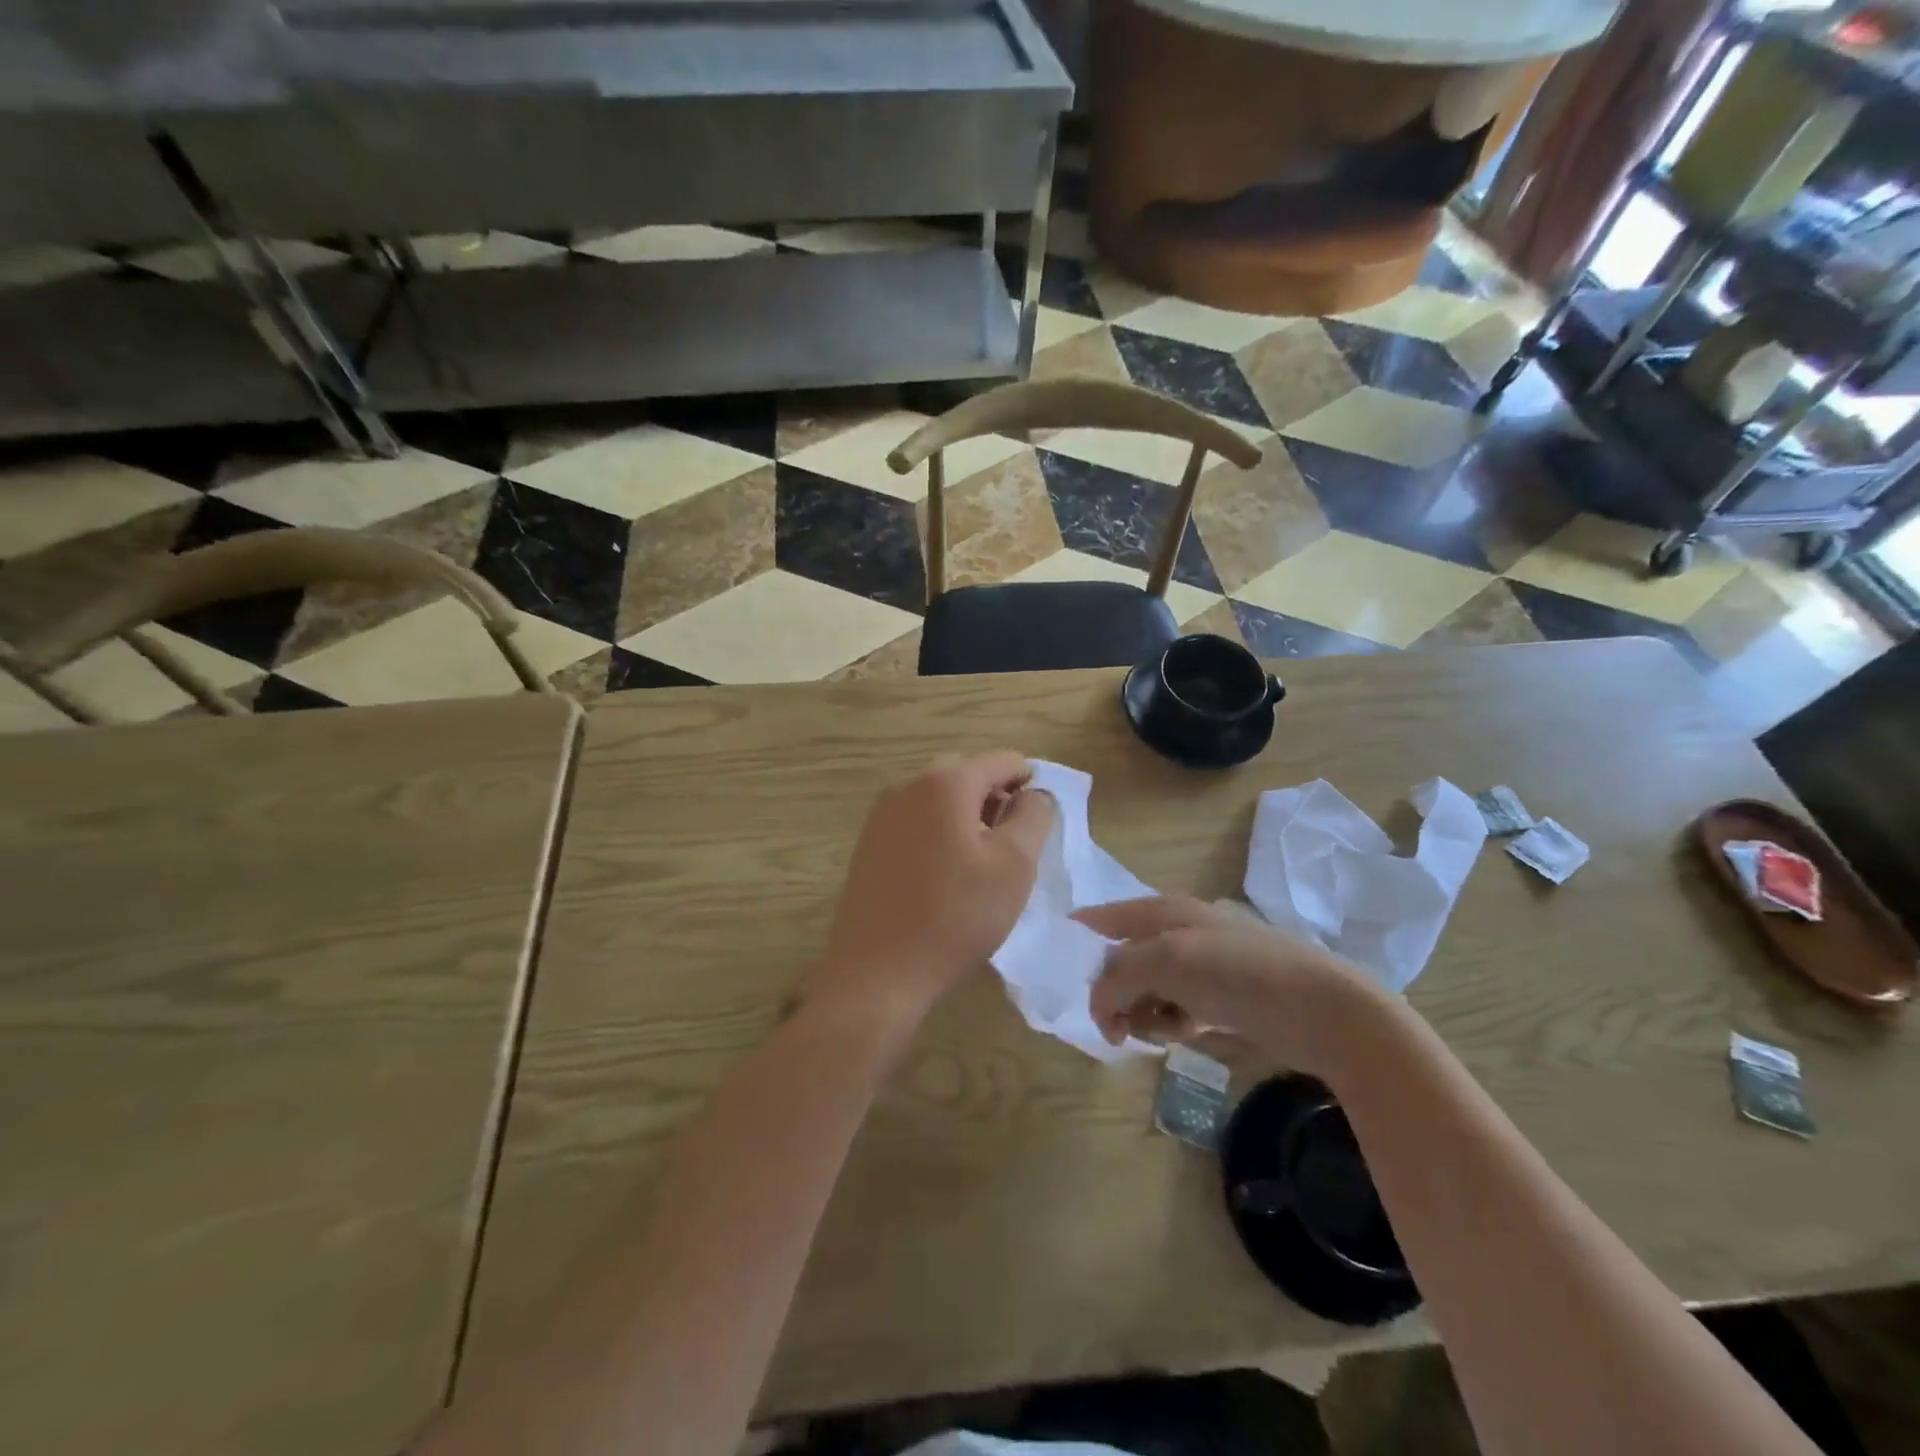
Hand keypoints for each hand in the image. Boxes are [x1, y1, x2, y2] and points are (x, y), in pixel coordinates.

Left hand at [812, 751, 1053, 1024]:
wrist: (879, 970)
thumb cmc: (957, 915)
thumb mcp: (1015, 865)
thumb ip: (1033, 816)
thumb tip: (1033, 792)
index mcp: (946, 782)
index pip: (1002, 760)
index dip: (1029, 782)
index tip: (1039, 821)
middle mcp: (908, 786)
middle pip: (967, 774)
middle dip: (995, 798)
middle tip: (1011, 844)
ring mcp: (882, 814)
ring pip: (939, 798)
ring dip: (966, 816)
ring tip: (980, 863)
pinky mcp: (869, 843)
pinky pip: (916, 821)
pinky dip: (939, 833)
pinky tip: (945, 875)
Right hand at [1075, 896, 1387, 1077]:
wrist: (1321, 1010)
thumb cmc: (1238, 973)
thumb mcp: (1166, 960)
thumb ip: (1118, 975)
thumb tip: (1098, 1004)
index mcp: (1162, 910)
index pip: (1102, 918)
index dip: (1077, 940)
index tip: (1059, 975)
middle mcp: (1176, 932)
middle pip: (1120, 961)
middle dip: (1114, 992)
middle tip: (1117, 1024)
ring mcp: (1199, 965)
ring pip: (1144, 989)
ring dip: (1143, 1012)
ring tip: (1165, 1029)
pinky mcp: (1218, 997)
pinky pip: (1173, 1009)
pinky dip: (1170, 1024)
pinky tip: (1187, 1033)